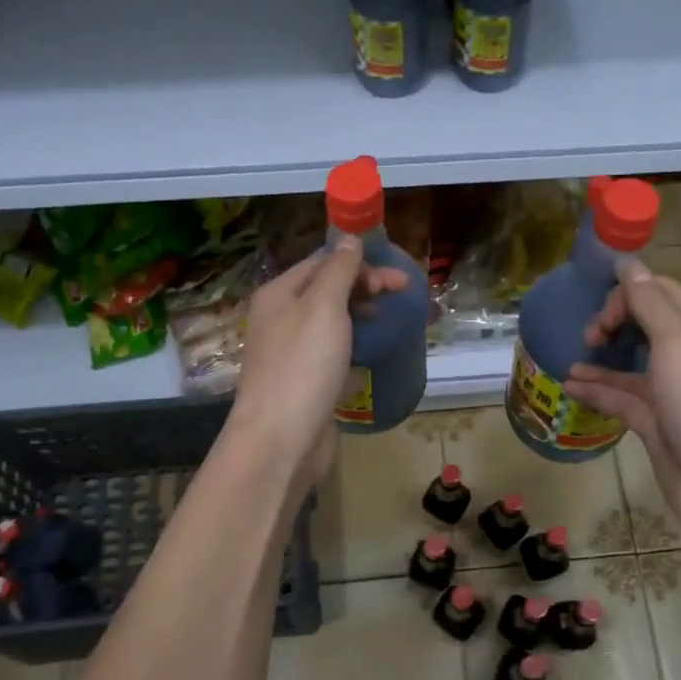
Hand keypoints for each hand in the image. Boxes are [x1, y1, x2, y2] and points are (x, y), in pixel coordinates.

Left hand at [225, 237, 409, 492]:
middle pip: (327, 290)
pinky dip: (353, 347)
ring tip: (388, 321)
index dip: (360, 264)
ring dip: (360, 315)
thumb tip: (349, 239)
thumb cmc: (303, 367)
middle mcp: (281, 319)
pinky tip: (369, 354)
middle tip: (401, 296)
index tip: (398, 279)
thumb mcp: (324, 308)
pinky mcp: (305, 382)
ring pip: (331, 323)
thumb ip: (338, 271)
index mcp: (279, 294)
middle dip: (364, 287)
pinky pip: (332, 354)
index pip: (322, 262)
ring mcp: (292, 353)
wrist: (280, 440)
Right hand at [565, 259, 680, 551]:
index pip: (661, 292)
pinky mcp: (657, 422)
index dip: (629, 293)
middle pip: (645, 322)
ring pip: (631, 361)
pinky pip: (622, 397)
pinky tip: (571, 385)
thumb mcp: (679, 345)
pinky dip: (598, 389)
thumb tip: (628, 263)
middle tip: (590, 336)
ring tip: (574, 356)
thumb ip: (650, 303)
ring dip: (601, 355)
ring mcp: (673, 391)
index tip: (601, 312)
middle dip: (613, 320)